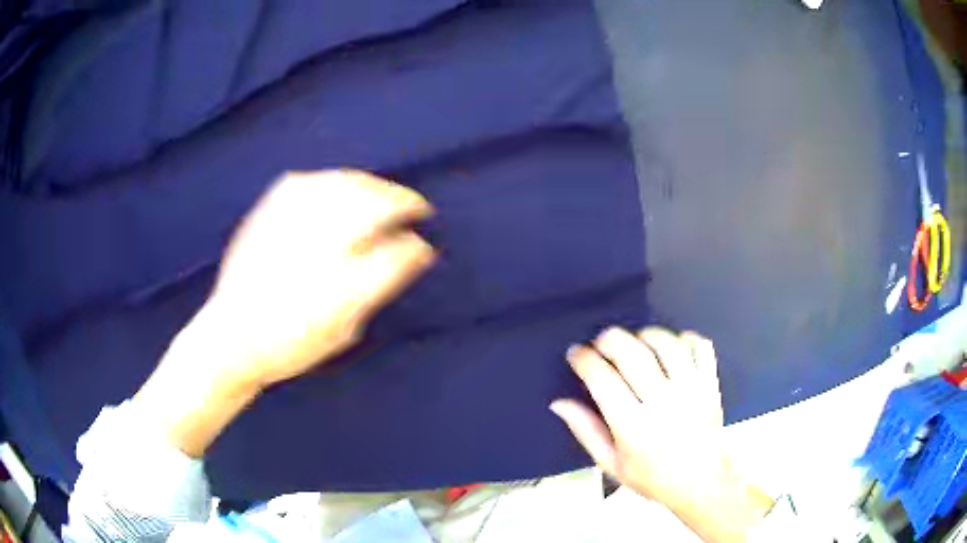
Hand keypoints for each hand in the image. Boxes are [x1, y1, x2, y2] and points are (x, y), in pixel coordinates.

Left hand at [135, 170, 434, 456]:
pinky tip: (340, 185)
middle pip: (371, 203)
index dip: (414, 243)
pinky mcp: (268, 211)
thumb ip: (379, 285)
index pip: (394, 249)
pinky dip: (332, 179)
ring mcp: (290, 222)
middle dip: (399, 199)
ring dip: (370, 184)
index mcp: (340, 279)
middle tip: (415, 205)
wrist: (231, 337)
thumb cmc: (290, 343)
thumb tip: (413, 252)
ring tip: (383, 191)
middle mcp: (317, 241)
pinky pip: (307, 181)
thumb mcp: (344, 327)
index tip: (425, 242)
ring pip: (341, 184)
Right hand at [551, 327, 771, 541]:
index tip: (576, 353)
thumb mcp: (610, 464)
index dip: (584, 359)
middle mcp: (663, 404)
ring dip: (645, 335)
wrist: (700, 483)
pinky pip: (700, 346)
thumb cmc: (651, 477)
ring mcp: (691, 391)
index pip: (602, 380)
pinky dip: (685, 338)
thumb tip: (558, 402)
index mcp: (633, 427)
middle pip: (633, 353)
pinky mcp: (710, 384)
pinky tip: (672, 347)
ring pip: (667, 343)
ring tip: (636, 343)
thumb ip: (585, 431)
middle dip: (609, 339)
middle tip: (601, 343)